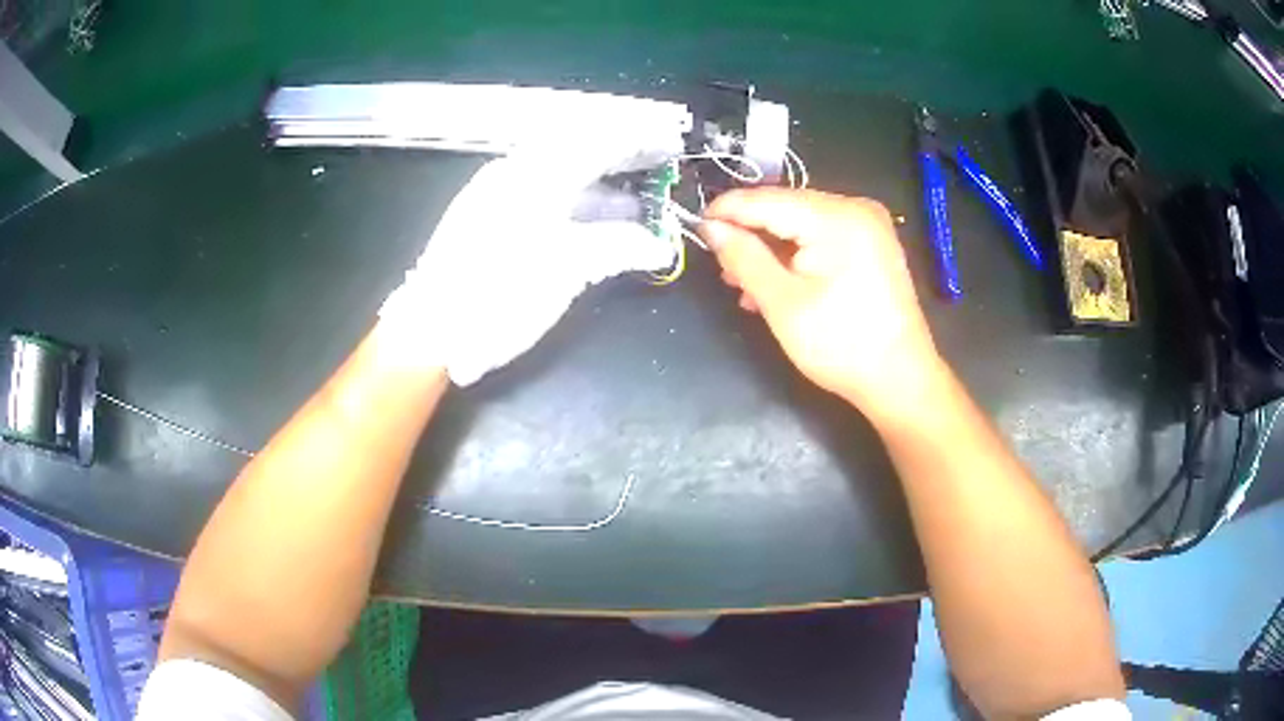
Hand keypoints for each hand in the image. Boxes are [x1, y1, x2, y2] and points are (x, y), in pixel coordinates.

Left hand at [379, 144, 676, 385]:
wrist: (432, 331)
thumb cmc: (500, 294)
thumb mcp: (568, 269)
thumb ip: (619, 246)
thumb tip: (658, 244)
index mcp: (534, 174)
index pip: (596, 141)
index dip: (637, 141)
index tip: (667, 146)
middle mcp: (514, 173)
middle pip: (577, 153)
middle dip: (620, 162)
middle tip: (655, 173)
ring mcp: (497, 195)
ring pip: (559, 178)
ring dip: (599, 189)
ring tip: (637, 208)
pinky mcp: (487, 220)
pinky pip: (542, 198)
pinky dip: (574, 206)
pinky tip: (593, 225)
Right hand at [701, 188, 945, 423]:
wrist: (900, 380)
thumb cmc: (841, 345)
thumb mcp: (782, 303)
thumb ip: (743, 258)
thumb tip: (710, 228)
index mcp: (836, 217)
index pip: (768, 199)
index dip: (727, 210)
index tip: (696, 227)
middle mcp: (856, 208)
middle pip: (786, 208)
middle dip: (751, 235)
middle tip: (721, 265)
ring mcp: (869, 225)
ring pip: (802, 224)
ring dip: (771, 249)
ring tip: (743, 283)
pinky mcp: (873, 243)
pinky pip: (823, 237)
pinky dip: (797, 255)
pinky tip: (777, 284)